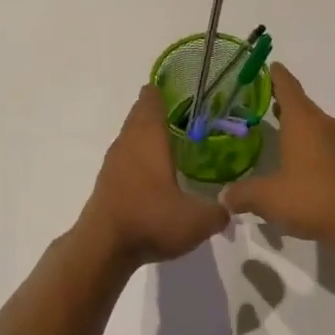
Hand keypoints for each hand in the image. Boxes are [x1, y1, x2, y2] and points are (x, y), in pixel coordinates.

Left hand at [74, 85, 228, 265]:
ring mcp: (113, 162)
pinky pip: (124, 158)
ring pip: (130, 136)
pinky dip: (137, 156)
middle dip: (156, 111)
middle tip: (181, 113)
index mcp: (149, 138)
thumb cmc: (151, 220)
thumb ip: (219, 211)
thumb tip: (230, 207)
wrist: (104, 247)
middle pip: (139, 115)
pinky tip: (151, 171)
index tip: (177, 86)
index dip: (162, 91)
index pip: (151, 101)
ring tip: (168, 139)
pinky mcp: (106, 182)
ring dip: (144, 134)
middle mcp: (128, 142)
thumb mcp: (197, 221)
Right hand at [220, 64, 334, 247]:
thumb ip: (242, 194)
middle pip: (300, 103)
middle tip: (257, 97)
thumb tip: (223, 197)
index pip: (287, 86)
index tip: (267, 65)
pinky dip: (305, 140)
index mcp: (303, 121)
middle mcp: (322, 124)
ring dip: (293, 120)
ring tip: (272, 123)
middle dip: (280, 98)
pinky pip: (320, 140)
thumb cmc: (311, 198)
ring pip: (311, 122)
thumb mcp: (267, 198)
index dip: (275, 75)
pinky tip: (292, 157)